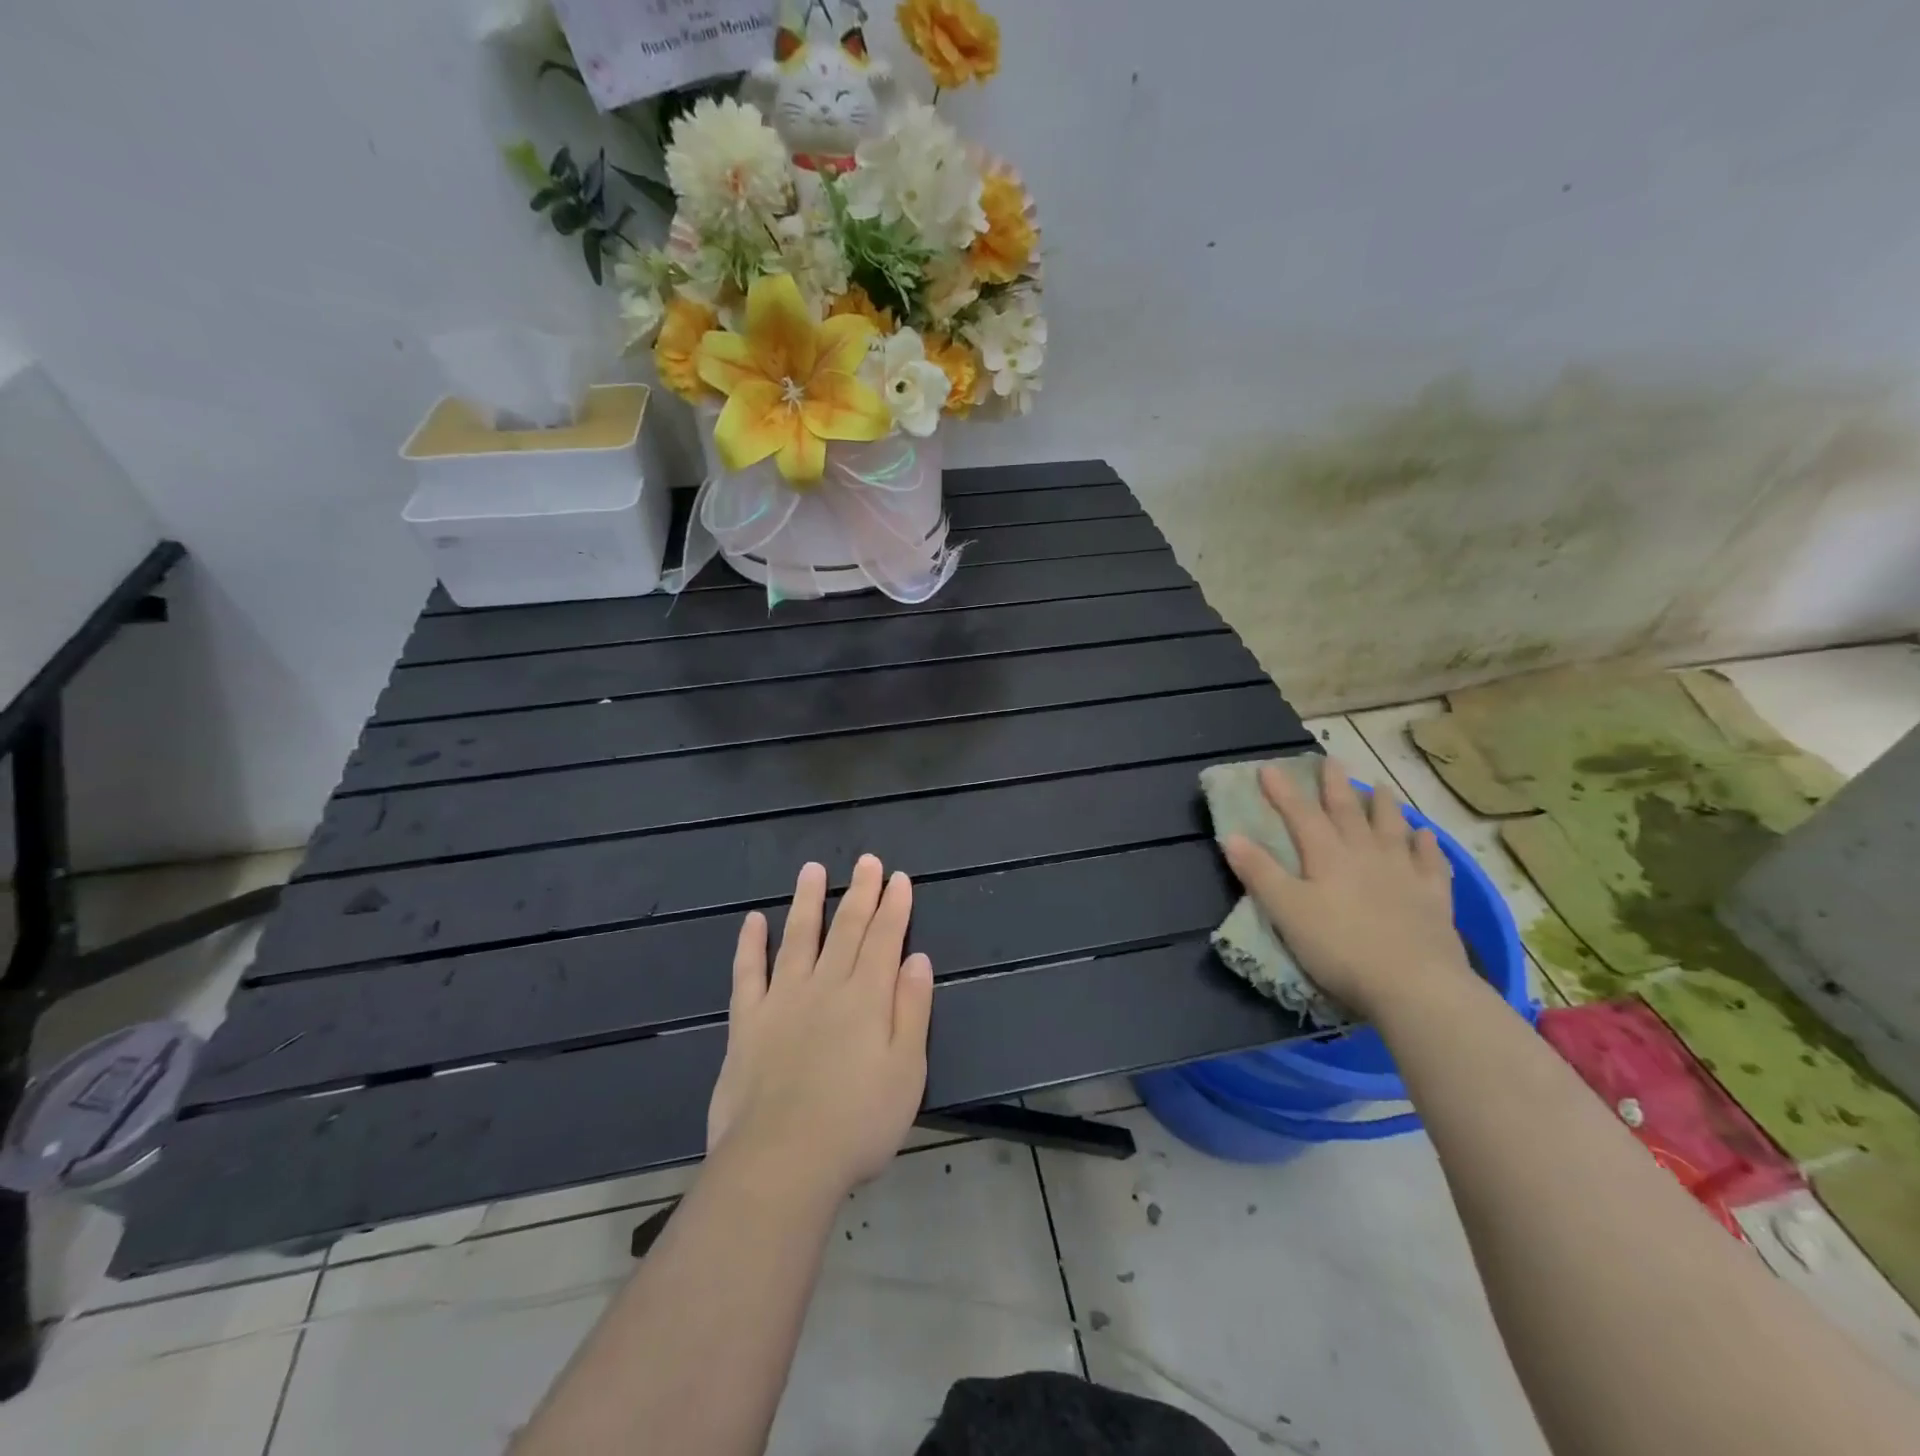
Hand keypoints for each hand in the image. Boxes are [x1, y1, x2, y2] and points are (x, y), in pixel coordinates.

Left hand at [706, 856, 934, 1196]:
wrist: (781, 1161)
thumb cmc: (858, 1123)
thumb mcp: (907, 1071)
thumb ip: (912, 1010)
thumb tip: (917, 959)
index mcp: (867, 997)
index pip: (884, 939)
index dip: (893, 906)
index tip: (898, 878)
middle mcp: (825, 986)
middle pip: (845, 929)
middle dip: (859, 893)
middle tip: (867, 861)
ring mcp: (782, 1000)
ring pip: (797, 938)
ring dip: (807, 902)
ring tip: (812, 870)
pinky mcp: (748, 1022)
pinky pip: (748, 973)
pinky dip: (751, 944)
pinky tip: (753, 921)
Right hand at [1221, 755, 1474, 1020]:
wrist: (1415, 986)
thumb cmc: (1340, 948)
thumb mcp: (1286, 911)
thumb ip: (1259, 872)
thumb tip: (1231, 835)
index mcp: (1327, 856)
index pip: (1300, 815)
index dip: (1283, 792)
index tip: (1269, 768)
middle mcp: (1366, 854)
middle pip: (1348, 812)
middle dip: (1334, 786)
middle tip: (1330, 760)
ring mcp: (1404, 873)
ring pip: (1391, 829)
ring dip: (1383, 806)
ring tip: (1380, 786)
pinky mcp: (1434, 898)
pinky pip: (1430, 862)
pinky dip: (1426, 845)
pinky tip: (1425, 835)